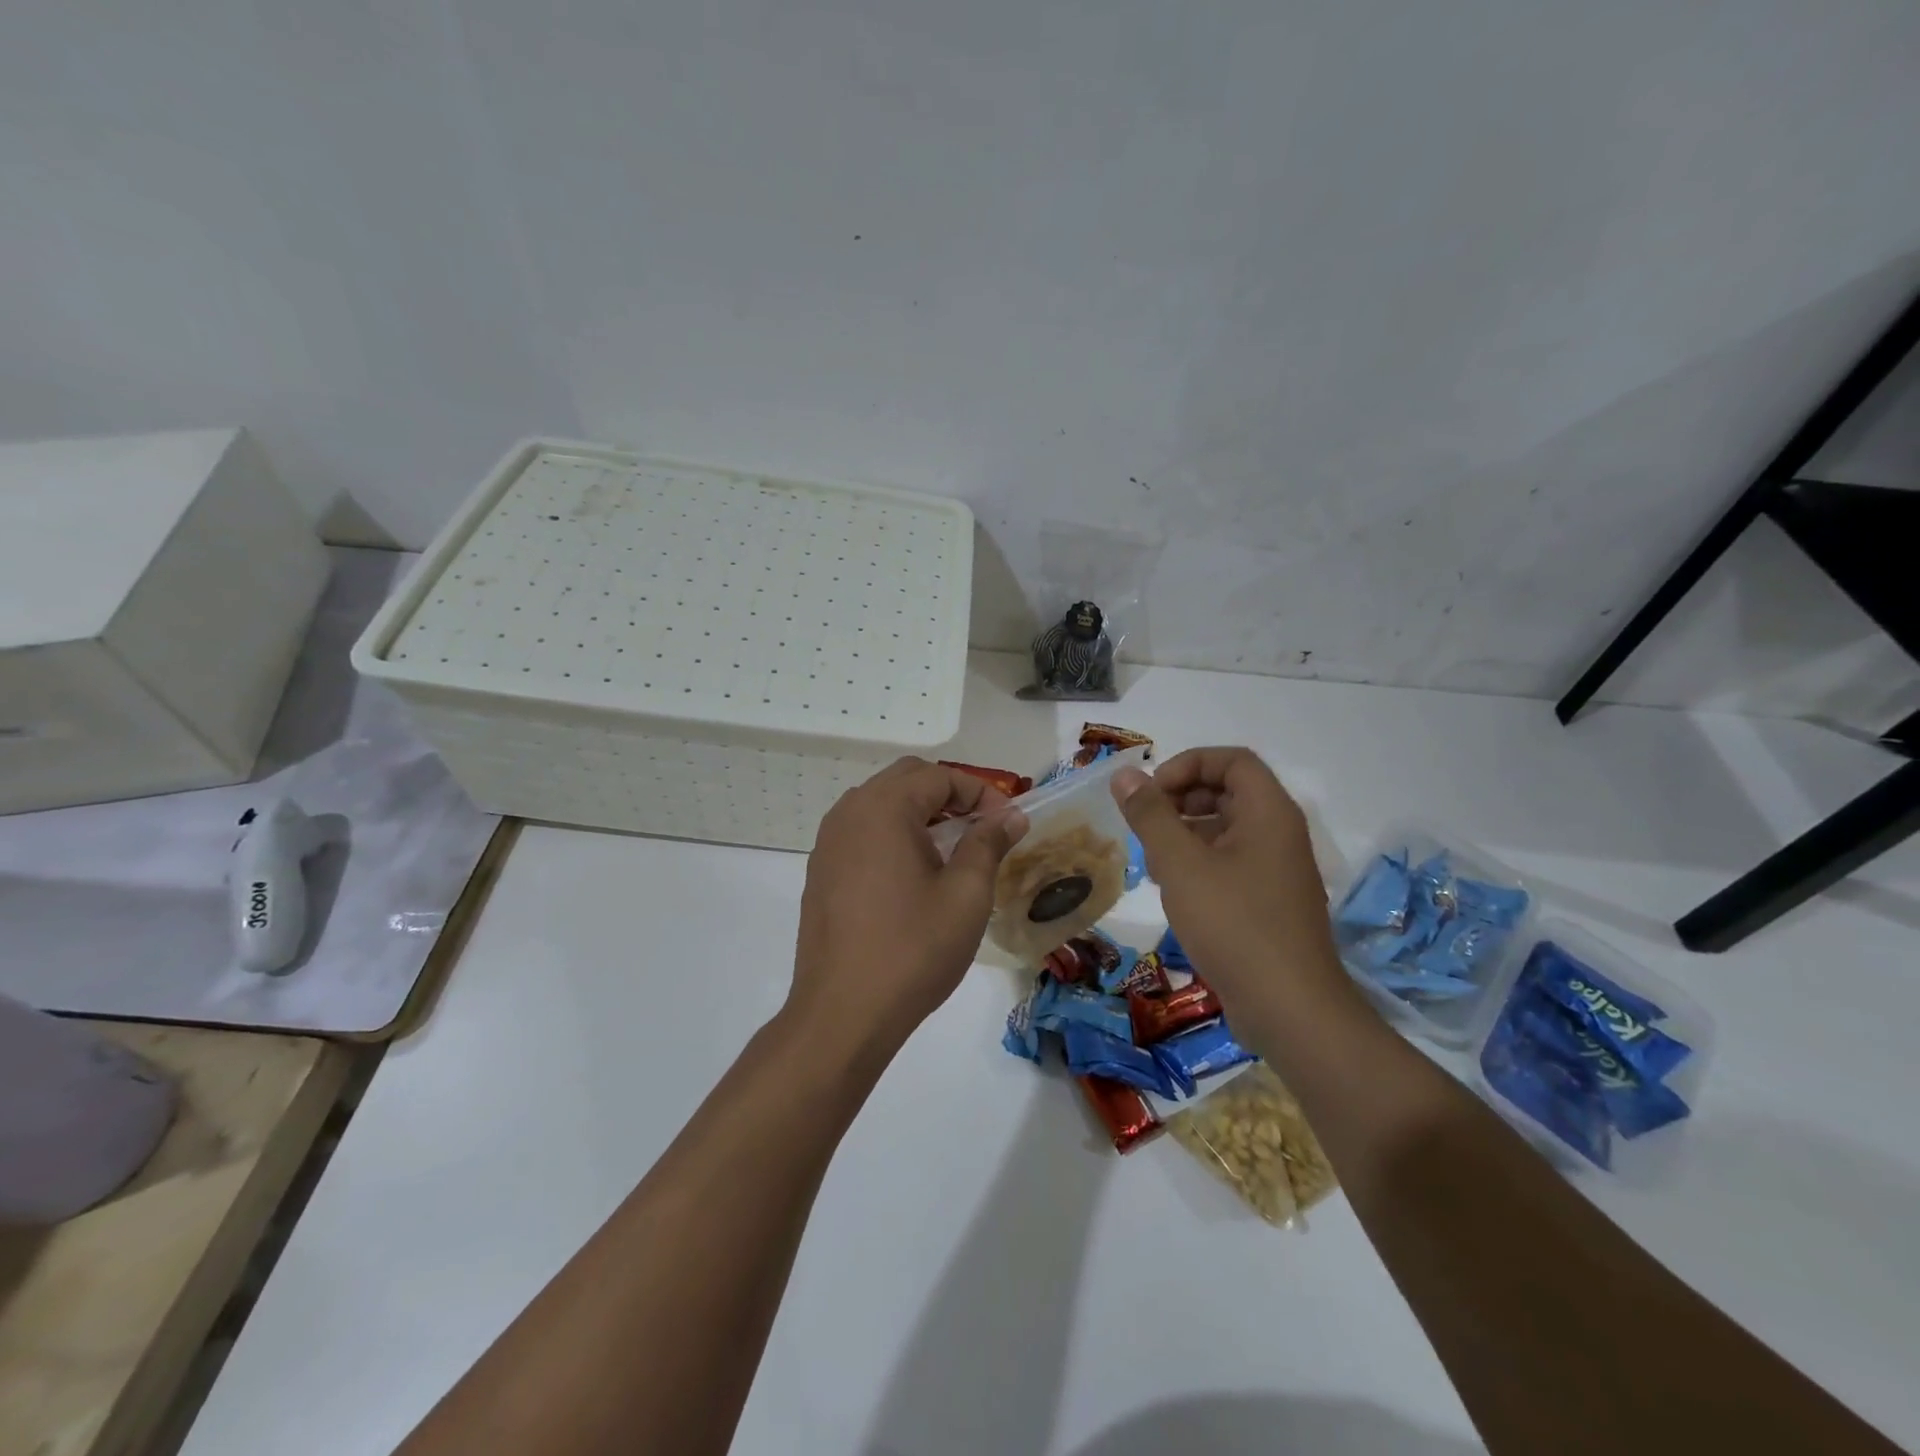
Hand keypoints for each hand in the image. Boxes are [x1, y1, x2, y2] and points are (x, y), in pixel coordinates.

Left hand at [788, 758, 1027, 1061]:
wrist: (843, 1013)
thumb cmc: (913, 949)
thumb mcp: (966, 895)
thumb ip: (988, 843)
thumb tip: (1010, 816)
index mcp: (884, 808)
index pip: (939, 775)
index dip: (980, 792)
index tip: (1008, 822)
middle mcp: (850, 812)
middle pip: (907, 779)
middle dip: (949, 795)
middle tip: (982, 827)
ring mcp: (828, 841)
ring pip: (880, 803)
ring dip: (919, 812)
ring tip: (951, 848)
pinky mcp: (820, 870)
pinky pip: (862, 831)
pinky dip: (892, 833)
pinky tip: (913, 872)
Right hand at [1111, 747, 1348, 1017]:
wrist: (1290, 1009)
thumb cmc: (1234, 925)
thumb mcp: (1181, 865)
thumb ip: (1151, 816)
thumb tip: (1125, 775)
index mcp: (1269, 813)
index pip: (1232, 760)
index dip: (1188, 765)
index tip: (1152, 792)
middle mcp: (1279, 833)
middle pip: (1228, 792)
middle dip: (1181, 800)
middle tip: (1145, 825)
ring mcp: (1276, 870)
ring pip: (1225, 830)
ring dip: (1184, 834)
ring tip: (1150, 861)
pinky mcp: (1268, 902)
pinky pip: (1230, 863)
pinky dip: (1198, 864)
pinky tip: (1171, 890)